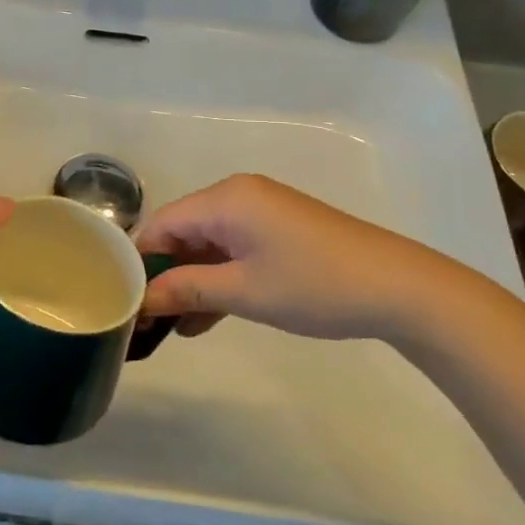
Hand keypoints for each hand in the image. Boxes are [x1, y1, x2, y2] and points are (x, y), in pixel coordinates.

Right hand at [135, 174, 482, 340]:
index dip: (140, 261)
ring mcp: (261, 213)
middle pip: (182, 233)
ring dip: (191, 283)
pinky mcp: (279, 231)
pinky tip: (204, 319)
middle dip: (164, 275)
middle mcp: (237, 197)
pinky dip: (219, 279)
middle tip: (146, 320)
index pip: (161, 224)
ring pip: (207, 245)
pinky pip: (233, 251)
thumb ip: (186, 290)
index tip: (124, 301)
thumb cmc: (314, 285)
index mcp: (224, 199)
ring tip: (172, 328)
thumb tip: (141, 300)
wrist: (400, 288)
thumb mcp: (243, 292)